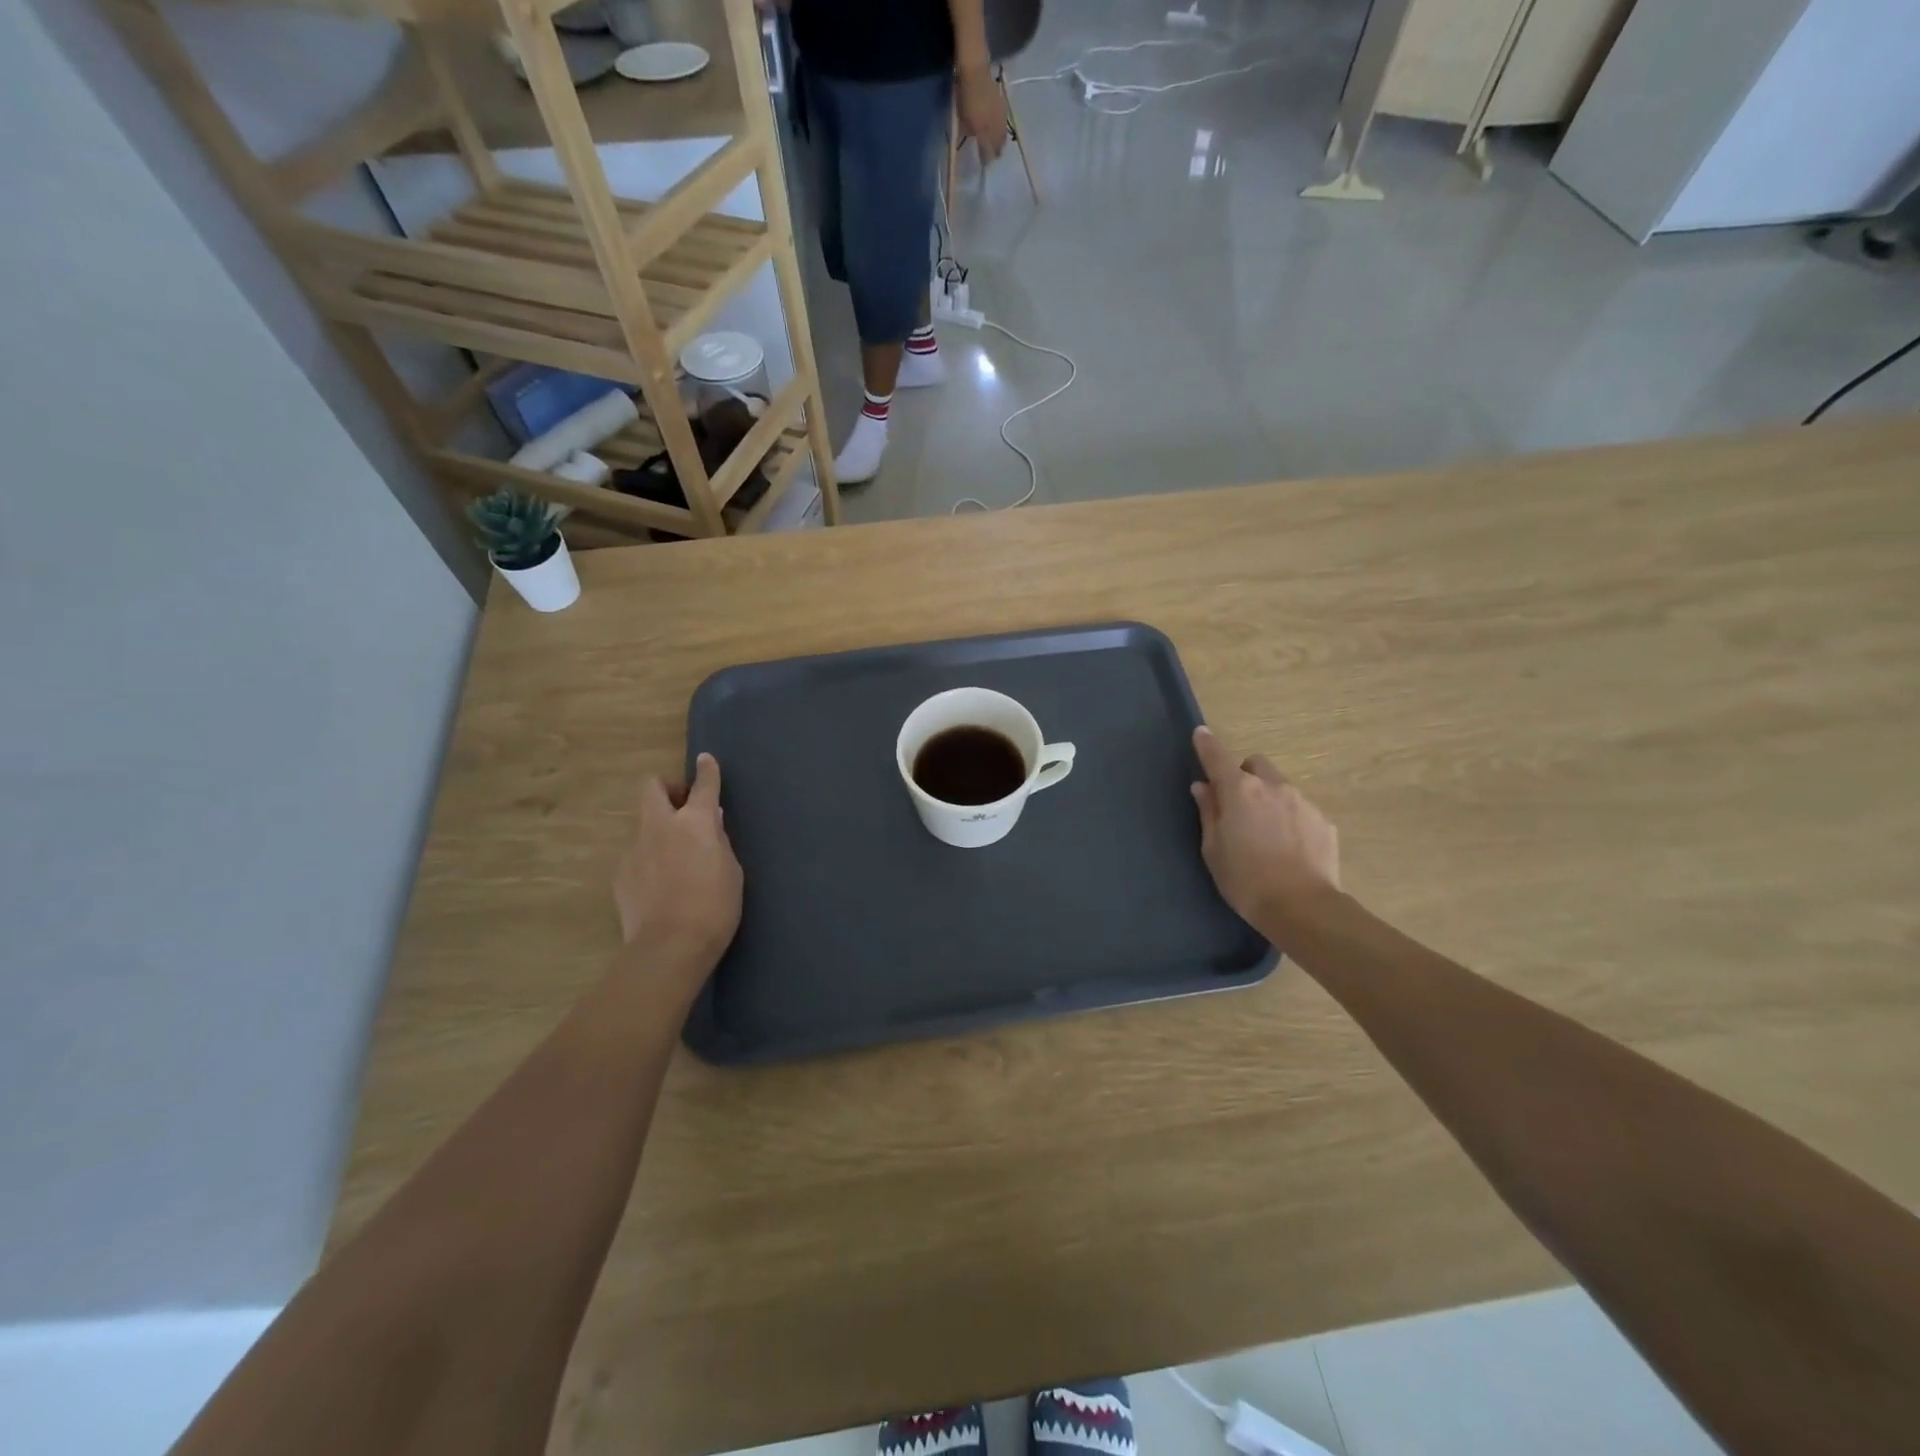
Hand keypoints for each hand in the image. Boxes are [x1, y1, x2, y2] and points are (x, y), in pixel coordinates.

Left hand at [612, 753, 742, 977]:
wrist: (670, 946)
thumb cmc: (715, 906)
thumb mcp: (731, 870)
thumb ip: (719, 841)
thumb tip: (711, 824)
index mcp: (696, 822)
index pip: (703, 786)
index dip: (707, 771)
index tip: (706, 761)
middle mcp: (661, 826)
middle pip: (652, 787)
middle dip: (666, 788)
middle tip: (682, 807)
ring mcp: (635, 848)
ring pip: (643, 823)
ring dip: (658, 829)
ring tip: (674, 858)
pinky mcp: (620, 873)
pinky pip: (636, 853)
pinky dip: (648, 858)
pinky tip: (659, 884)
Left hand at [956, 64, 1007, 163]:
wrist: (976, 71)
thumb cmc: (966, 97)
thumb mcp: (963, 119)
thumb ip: (969, 133)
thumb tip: (975, 140)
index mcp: (985, 134)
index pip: (988, 153)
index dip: (986, 159)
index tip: (984, 163)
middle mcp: (996, 128)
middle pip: (998, 146)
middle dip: (995, 151)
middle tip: (993, 155)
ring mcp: (1001, 116)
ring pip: (1003, 135)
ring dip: (1000, 141)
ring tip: (998, 144)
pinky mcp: (1003, 105)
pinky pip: (1003, 123)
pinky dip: (1001, 128)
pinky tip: (998, 128)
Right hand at [1191, 726, 1340, 928]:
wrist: (1302, 908)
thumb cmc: (1245, 880)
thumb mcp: (1213, 849)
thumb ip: (1209, 812)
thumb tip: (1204, 787)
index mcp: (1239, 791)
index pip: (1217, 757)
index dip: (1207, 744)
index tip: (1200, 734)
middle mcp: (1272, 787)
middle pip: (1255, 765)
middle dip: (1244, 775)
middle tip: (1237, 804)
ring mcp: (1302, 802)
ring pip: (1280, 787)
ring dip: (1268, 798)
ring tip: (1266, 834)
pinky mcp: (1323, 822)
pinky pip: (1300, 810)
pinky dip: (1290, 819)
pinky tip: (1288, 848)